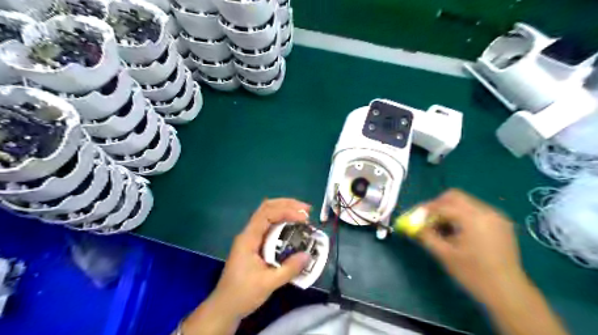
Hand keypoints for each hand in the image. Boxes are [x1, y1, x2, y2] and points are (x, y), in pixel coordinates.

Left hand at [208, 199, 312, 318]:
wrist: (224, 307)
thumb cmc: (243, 294)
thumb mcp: (268, 283)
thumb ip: (289, 269)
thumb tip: (308, 255)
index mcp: (248, 238)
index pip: (267, 214)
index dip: (286, 211)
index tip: (304, 218)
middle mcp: (249, 233)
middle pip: (267, 208)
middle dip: (287, 205)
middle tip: (307, 210)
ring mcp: (251, 238)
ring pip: (267, 214)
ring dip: (285, 210)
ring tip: (303, 214)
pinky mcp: (254, 244)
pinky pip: (269, 226)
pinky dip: (282, 221)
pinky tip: (293, 226)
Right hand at [417, 189, 524, 304]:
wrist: (509, 293)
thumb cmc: (473, 274)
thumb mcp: (444, 254)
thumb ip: (426, 235)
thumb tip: (413, 225)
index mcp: (473, 218)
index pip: (442, 205)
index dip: (425, 210)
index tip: (415, 217)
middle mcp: (486, 212)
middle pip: (455, 197)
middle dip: (437, 205)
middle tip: (428, 219)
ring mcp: (496, 216)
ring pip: (465, 203)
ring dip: (450, 211)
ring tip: (443, 228)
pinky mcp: (501, 224)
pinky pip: (476, 211)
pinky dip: (463, 216)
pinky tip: (459, 232)